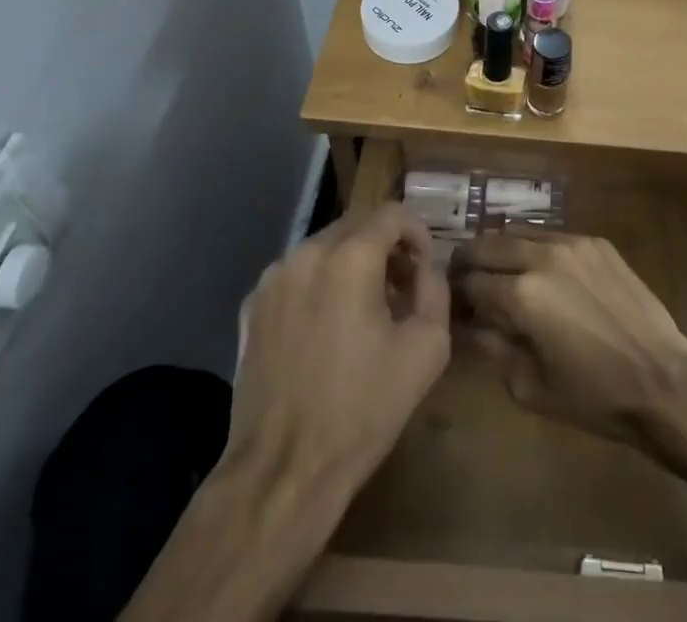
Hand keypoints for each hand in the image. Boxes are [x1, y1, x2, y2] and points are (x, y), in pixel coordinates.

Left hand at [228, 204, 449, 491]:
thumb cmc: (361, 409)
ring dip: (352, 264)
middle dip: (385, 247)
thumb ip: (435, 291)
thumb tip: (426, 269)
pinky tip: (327, 330)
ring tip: (365, 311)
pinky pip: (296, 276)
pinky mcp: (251, 308)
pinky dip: (319, 285)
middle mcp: (306, 253)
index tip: (425, 268)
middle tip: (401, 288)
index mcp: (350, 257)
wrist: (282, 472)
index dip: (418, 233)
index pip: (392, 213)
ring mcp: (273, 280)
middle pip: (356, 225)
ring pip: (324, 248)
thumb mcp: (426, 349)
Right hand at [451, 231, 686, 446]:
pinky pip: (551, 235)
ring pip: (518, 233)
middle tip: (465, 282)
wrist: (663, 379)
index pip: (470, 283)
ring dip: (501, 250)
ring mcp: (572, 243)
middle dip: (469, 262)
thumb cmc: (595, 396)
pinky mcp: (596, 242)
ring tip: (500, 273)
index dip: (455, 295)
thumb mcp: (530, 387)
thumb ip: (492, 348)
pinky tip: (541, 271)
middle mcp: (541, 257)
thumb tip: (466, 325)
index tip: (451, 306)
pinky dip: (535, 248)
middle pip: (487, 245)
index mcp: (521, 295)